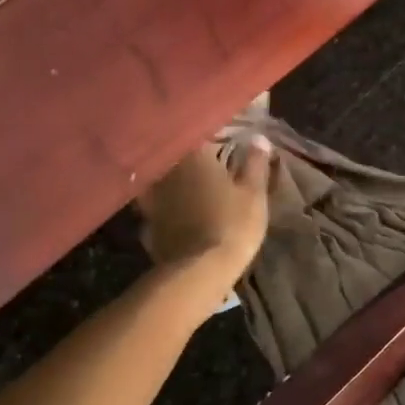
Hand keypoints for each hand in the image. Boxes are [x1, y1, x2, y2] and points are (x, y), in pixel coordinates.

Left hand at [136, 138, 272, 315]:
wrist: (199, 271)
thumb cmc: (232, 224)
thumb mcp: (254, 193)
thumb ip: (255, 163)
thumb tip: (258, 138)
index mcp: (193, 155)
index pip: (199, 133)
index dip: (213, 133)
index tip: (224, 136)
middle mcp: (166, 169)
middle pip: (177, 154)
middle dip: (191, 155)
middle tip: (208, 157)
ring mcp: (152, 197)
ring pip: (163, 178)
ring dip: (175, 178)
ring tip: (192, 182)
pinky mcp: (146, 222)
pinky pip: (157, 204)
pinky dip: (167, 203)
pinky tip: (178, 208)